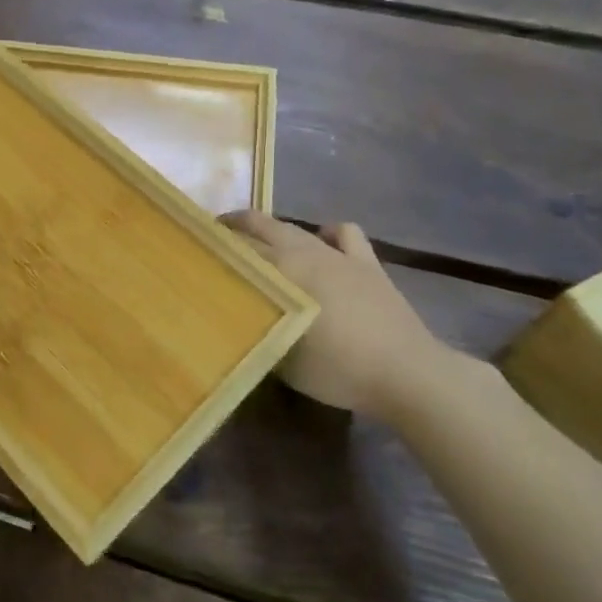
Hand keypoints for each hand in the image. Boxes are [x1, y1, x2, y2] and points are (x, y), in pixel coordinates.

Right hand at [221, 211, 457, 423]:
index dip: (214, 248)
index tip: (194, 251)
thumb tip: (237, 321)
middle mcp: (305, 253)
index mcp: (282, 271)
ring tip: (261, 241)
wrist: (407, 374)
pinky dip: (328, 234)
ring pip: (297, 229)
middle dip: (236, 227)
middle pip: (263, 227)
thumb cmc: (338, 368)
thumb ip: (257, 331)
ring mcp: (339, 255)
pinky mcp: (368, 264)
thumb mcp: (281, 359)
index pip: (238, 251)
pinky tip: (322, 244)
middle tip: (215, 235)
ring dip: (274, 230)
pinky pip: (344, 234)